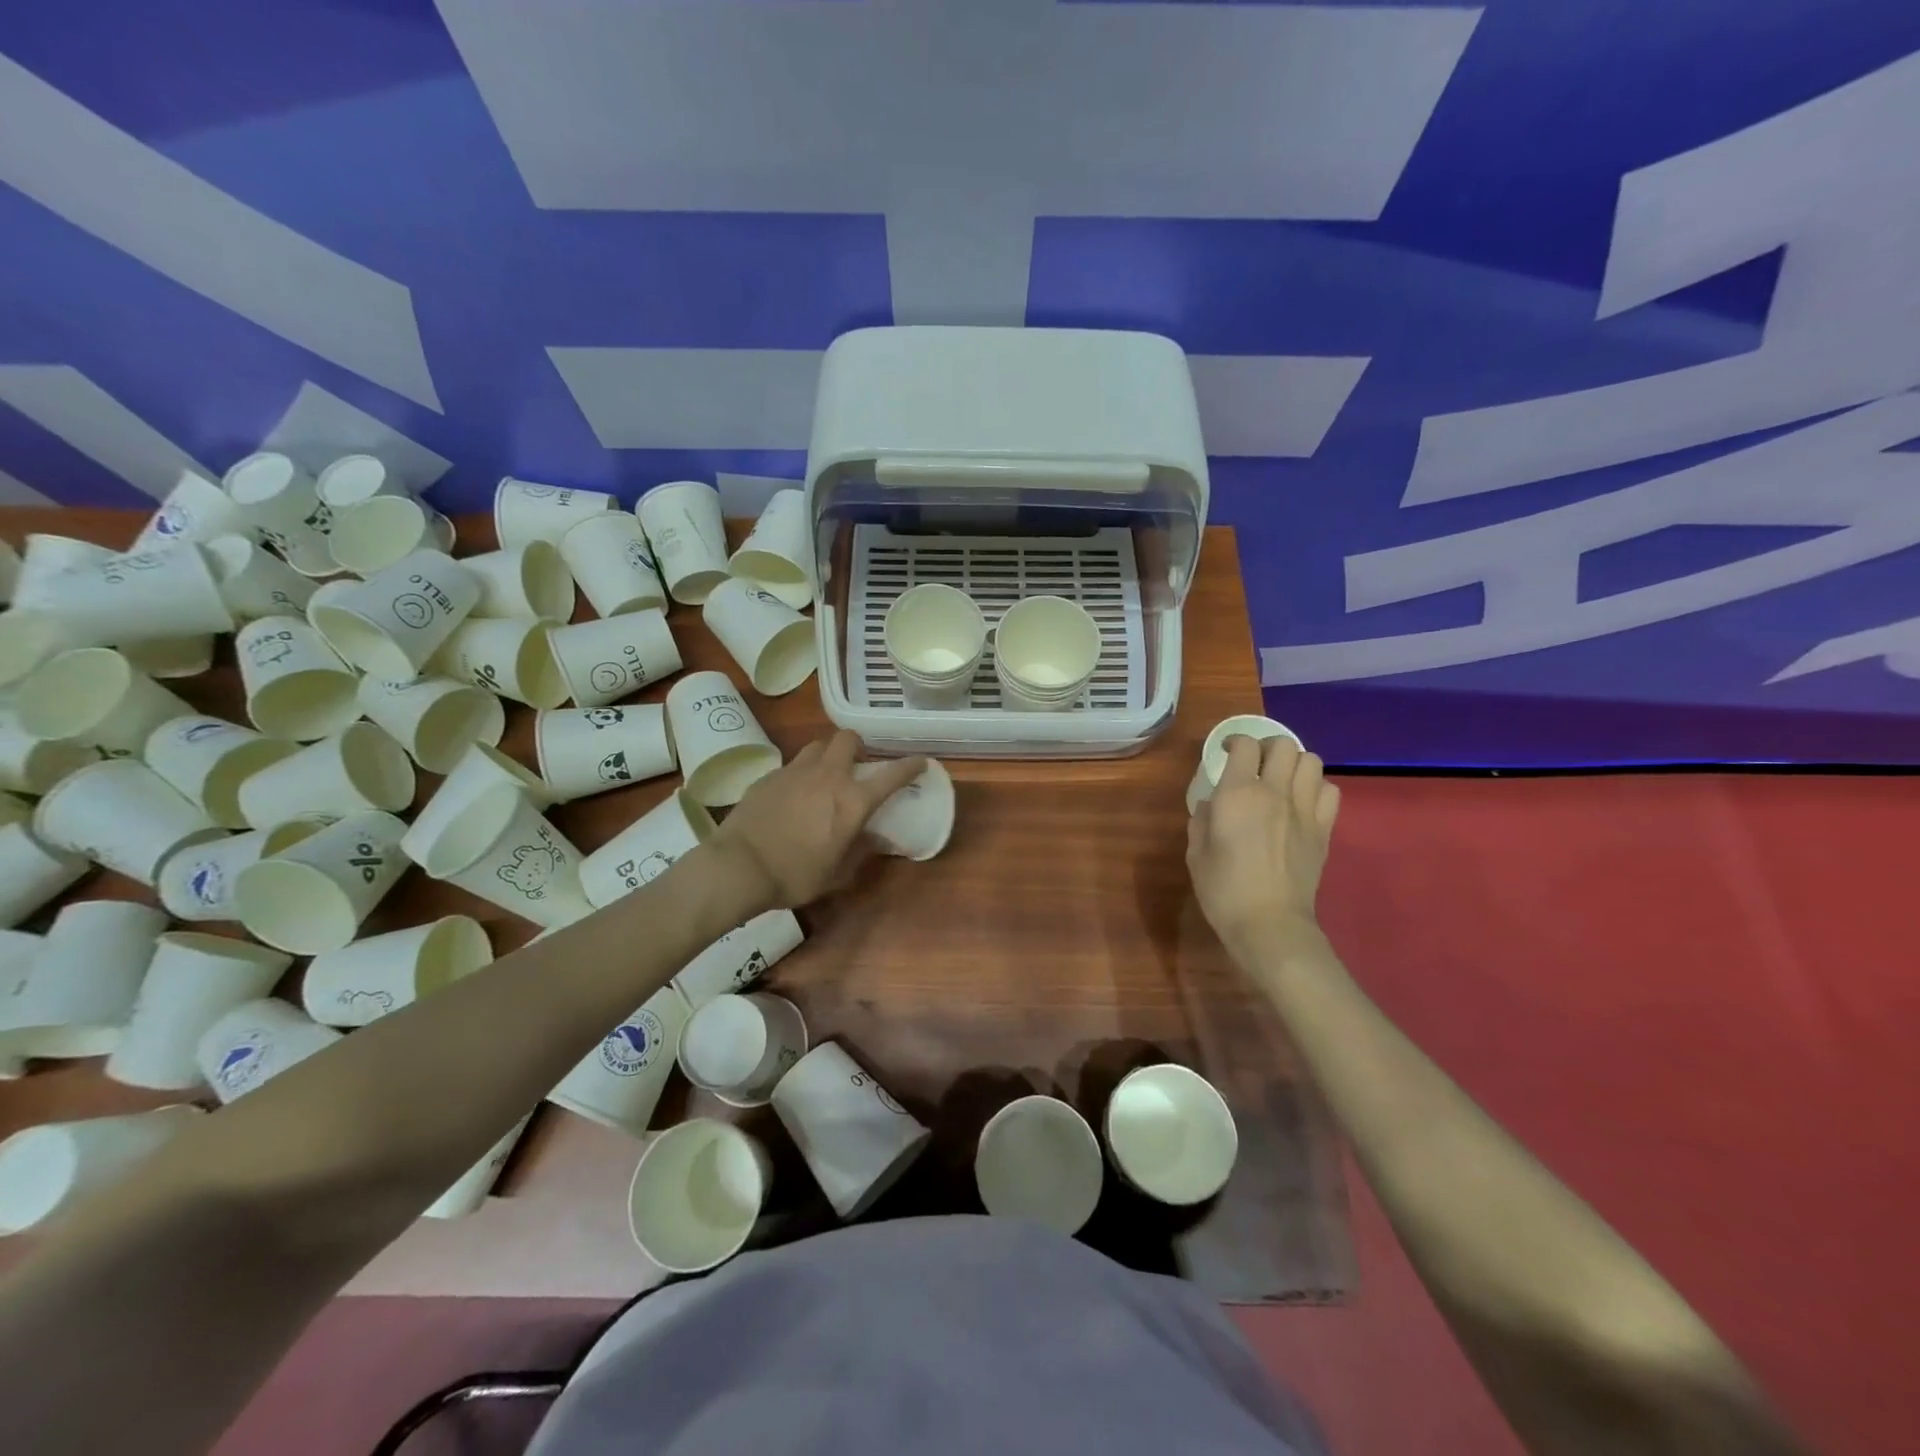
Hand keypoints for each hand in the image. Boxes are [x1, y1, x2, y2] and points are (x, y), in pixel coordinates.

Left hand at [709, 731, 928, 909]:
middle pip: (848, 739)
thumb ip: (860, 851)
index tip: (919, 762)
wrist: (739, 867)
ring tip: (824, 776)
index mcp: (852, 801)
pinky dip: (800, 775)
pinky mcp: (769, 776)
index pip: (891, 775)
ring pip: (818, 746)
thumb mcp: (836, 874)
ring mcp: (795, 772)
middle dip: (858, 746)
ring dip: (828, 755)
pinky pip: (791, 766)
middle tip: (857, 766)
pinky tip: (792, 796)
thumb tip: (876, 839)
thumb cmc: (794, 876)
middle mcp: (828, 777)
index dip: (910, 766)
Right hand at [1187, 735, 1340, 963]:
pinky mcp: (1324, 829)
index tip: (1226, 752)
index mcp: (1237, 794)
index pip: (1244, 746)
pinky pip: (1330, 791)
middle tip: (1256, 762)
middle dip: (1267, 746)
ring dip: (1295, 763)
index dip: (1234, 742)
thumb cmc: (1223, 890)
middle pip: (1283, 745)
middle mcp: (1274, 792)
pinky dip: (1317, 788)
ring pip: (1311, 761)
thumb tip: (1213, 805)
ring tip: (1282, 778)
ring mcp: (1304, 810)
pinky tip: (1303, 802)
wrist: (1270, 924)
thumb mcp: (1196, 853)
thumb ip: (1202, 820)